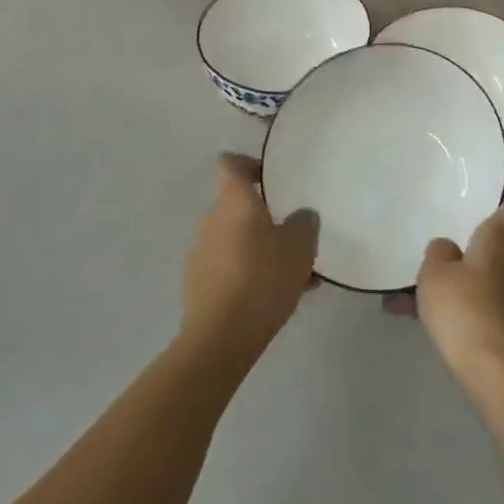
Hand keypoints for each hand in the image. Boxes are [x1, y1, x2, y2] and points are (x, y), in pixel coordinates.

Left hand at [182, 155, 318, 360]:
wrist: (220, 339)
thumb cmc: (262, 278)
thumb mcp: (300, 245)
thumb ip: (304, 222)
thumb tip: (300, 216)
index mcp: (233, 201)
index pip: (231, 164)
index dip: (249, 163)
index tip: (271, 175)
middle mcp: (211, 221)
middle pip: (238, 207)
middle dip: (266, 218)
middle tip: (295, 235)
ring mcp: (200, 254)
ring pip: (238, 241)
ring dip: (261, 250)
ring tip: (295, 275)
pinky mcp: (198, 286)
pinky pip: (230, 268)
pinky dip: (250, 274)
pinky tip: (276, 297)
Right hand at [406, 181, 503, 392]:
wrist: (494, 370)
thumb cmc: (465, 307)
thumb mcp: (436, 272)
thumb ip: (438, 251)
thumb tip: (447, 249)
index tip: (491, 179)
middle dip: (479, 227)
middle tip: (449, 217)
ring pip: (486, 266)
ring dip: (458, 268)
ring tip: (416, 275)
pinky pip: (477, 297)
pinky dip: (453, 299)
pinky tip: (410, 313)